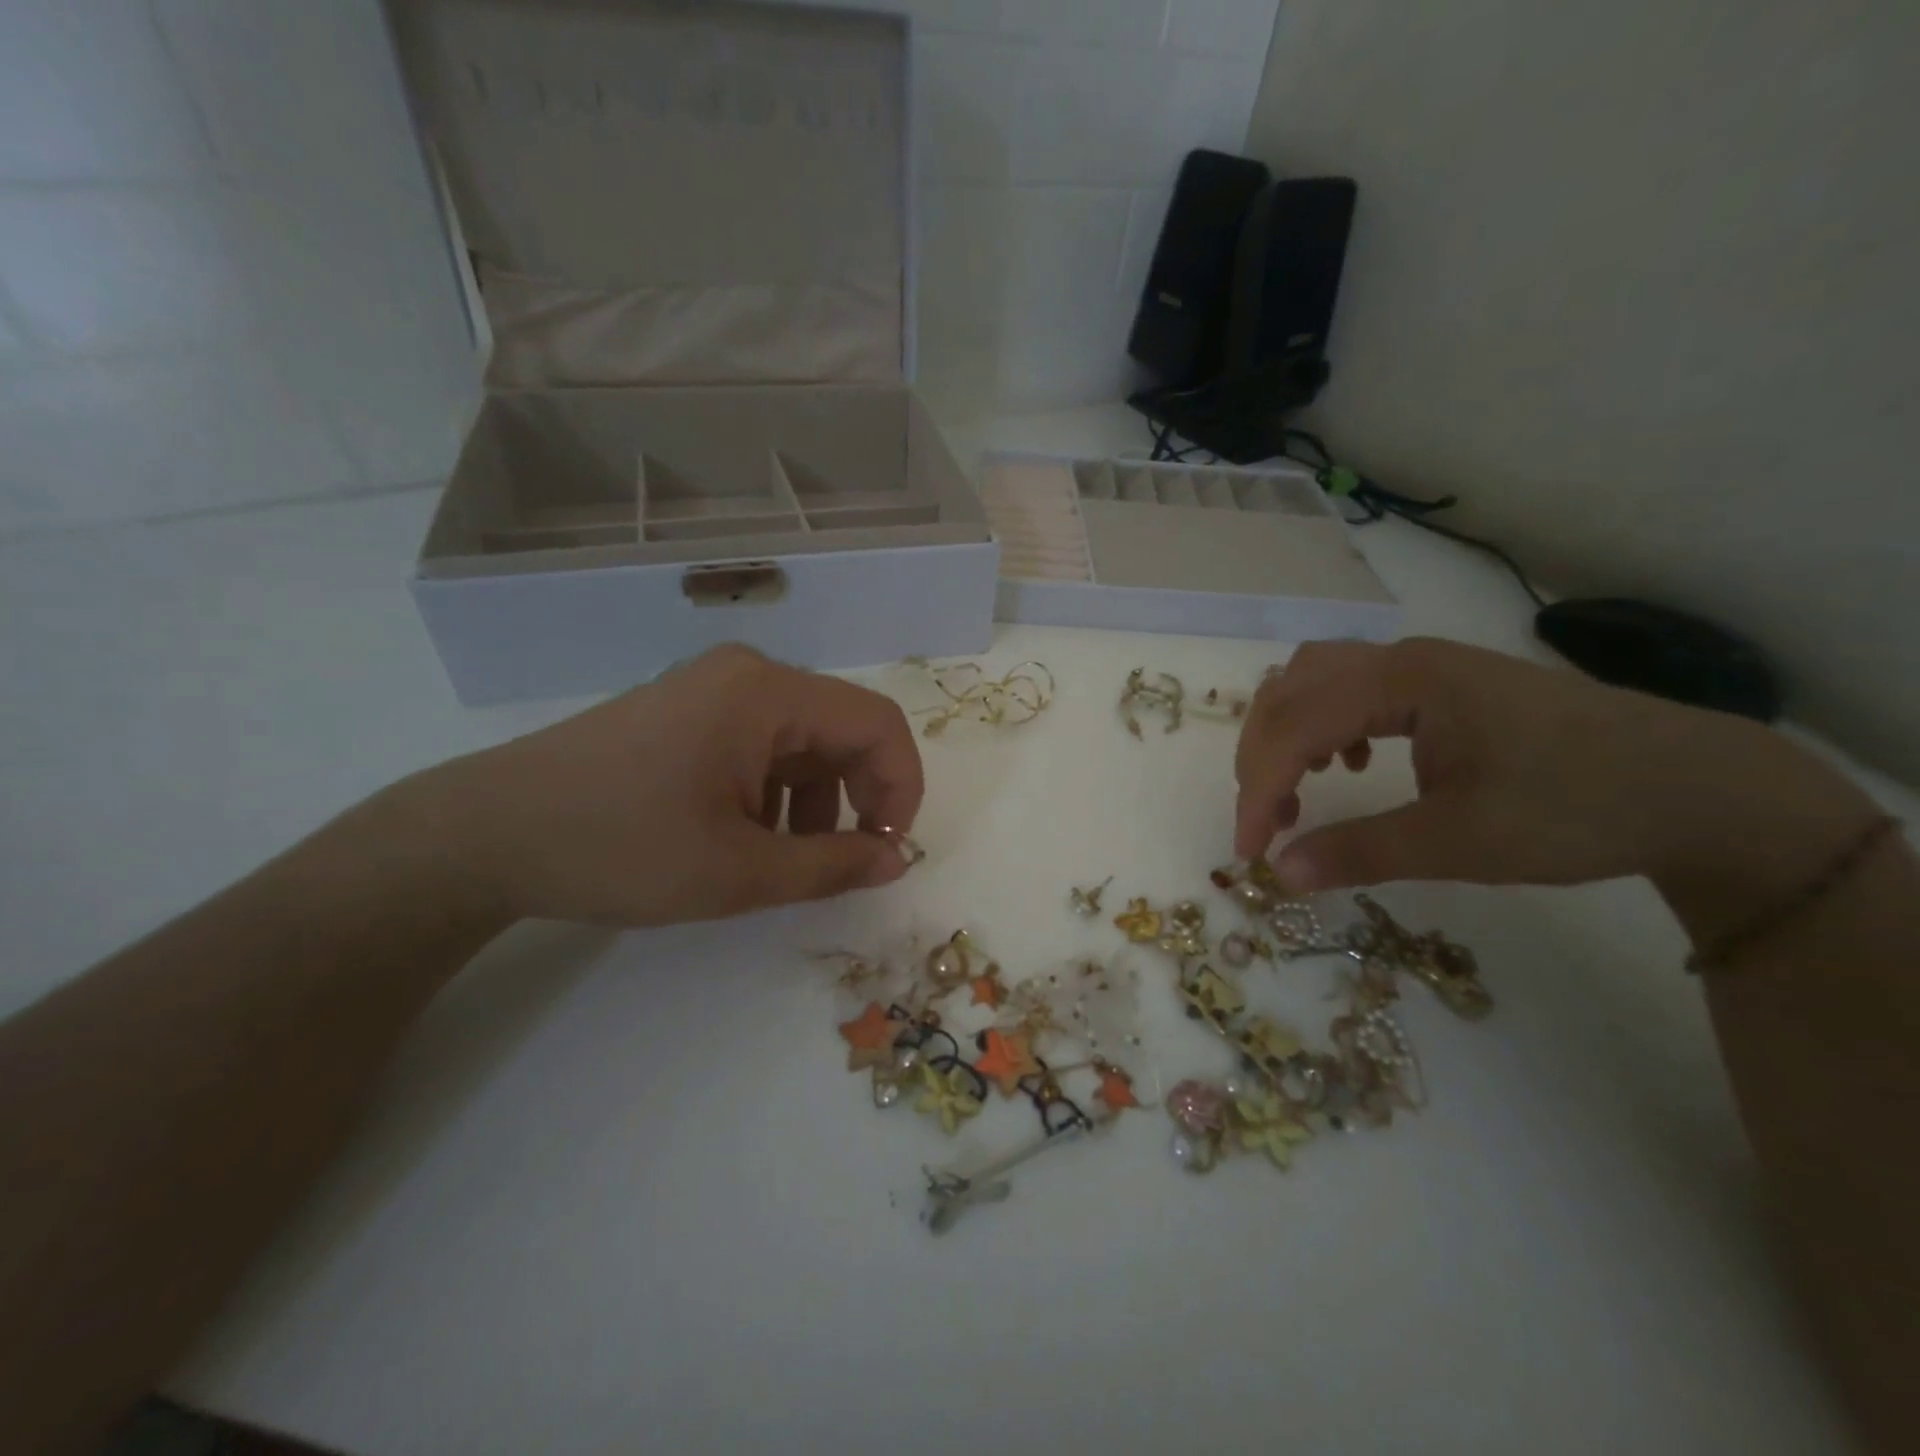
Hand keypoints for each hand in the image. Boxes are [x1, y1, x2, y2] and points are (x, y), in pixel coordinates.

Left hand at [398, 645, 923, 927]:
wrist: (484, 835)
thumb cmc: (618, 847)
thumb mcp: (738, 871)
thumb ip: (832, 865)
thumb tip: (896, 860)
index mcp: (766, 693)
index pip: (876, 723)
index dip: (902, 787)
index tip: (889, 849)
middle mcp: (746, 675)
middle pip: (841, 728)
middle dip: (859, 797)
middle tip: (846, 862)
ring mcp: (711, 690)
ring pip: (801, 741)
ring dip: (816, 801)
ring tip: (787, 860)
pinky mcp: (686, 713)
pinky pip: (760, 745)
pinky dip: (776, 792)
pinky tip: (747, 838)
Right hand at [1234, 639, 1877, 937]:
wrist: (1694, 785)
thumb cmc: (1575, 807)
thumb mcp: (1463, 842)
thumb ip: (1361, 852)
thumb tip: (1280, 873)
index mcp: (1402, 682)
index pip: (1294, 726)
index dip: (1259, 790)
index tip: (1251, 852)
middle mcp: (1400, 659)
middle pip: (1289, 692)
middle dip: (1262, 758)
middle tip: (1268, 824)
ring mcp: (1420, 666)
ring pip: (1312, 681)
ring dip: (1286, 734)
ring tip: (1296, 789)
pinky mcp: (1437, 683)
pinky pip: (1347, 688)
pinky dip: (1322, 724)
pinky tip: (1348, 762)